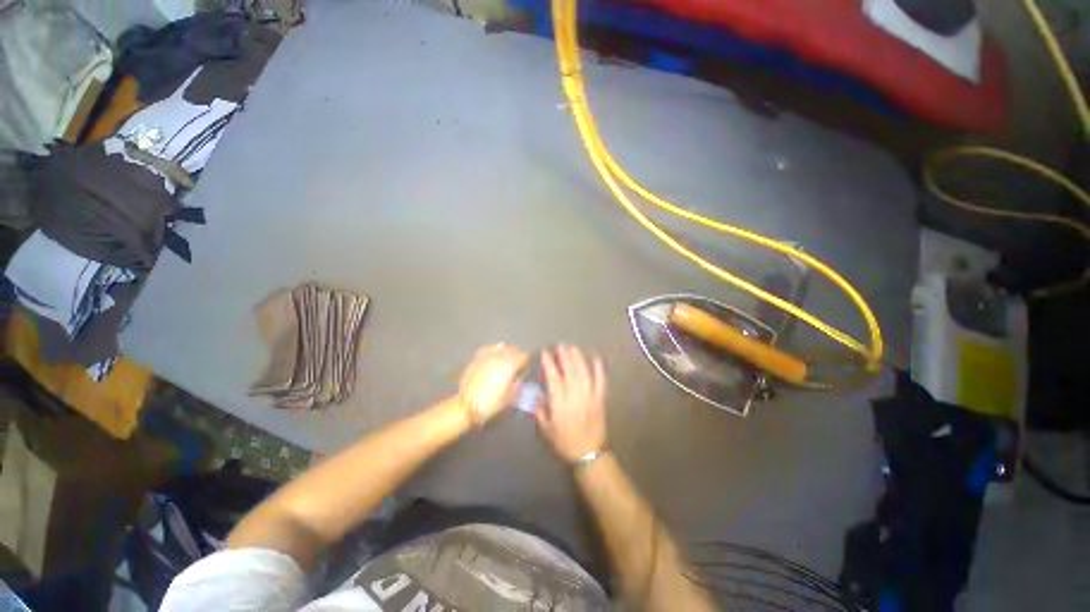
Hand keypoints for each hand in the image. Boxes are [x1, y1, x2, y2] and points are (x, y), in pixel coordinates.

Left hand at [459, 343, 528, 423]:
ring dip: (506, 352)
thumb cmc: (491, 403)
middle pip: (513, 349)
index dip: (527, 361)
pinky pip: (488, 349)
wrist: (466, 405)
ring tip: (506, 360)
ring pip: (501, 347)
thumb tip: (521, 377)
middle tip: (518, 364)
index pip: (524, 355)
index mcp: (510, 365)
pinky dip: (494, 351)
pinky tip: (494, 357)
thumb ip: (519, 384)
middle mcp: (499, 357)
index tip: (526, 367)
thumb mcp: (510, 397)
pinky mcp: (477, 358)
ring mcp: (487, 356)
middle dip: (517, 355)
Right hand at [535, 345, 606, 463]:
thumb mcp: (546, 429)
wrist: (588, 453)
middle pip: (569, 370)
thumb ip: (540, 410)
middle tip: (560, 345)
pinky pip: (601, 380)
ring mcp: (590, 395)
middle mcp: (575, 396)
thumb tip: (536, 394)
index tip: (545, 352)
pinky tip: (595, 357)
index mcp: (559, 403)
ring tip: (572, 348)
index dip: (549, 363)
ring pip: (584, 372)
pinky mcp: (600, 398)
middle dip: (564, 355)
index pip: (553, 377)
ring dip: (578, 357)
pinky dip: (598, 368)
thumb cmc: (564, 442)